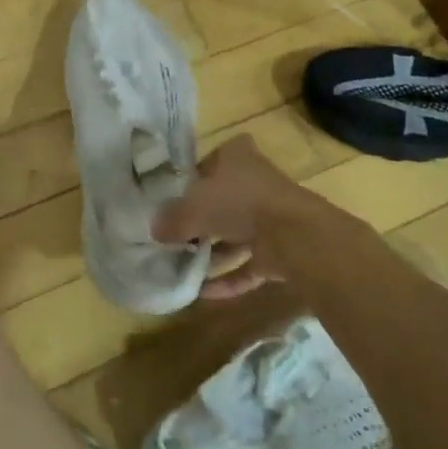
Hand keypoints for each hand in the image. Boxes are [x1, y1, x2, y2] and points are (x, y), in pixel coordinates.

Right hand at [153, 135, 316, 298]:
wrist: (293, 234)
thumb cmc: (237, 201)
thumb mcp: (192, 206)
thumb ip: (171, 218)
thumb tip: (154, 230)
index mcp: (237, 155)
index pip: (208, 163)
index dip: (190, 182)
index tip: (170, 202)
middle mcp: (255, 181)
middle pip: (221, 201)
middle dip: (200, 222)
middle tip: (173, 238)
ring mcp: (270, 216)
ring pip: (235, 234)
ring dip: (213, 253)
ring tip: (182, 268)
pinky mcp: (279, 248)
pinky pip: (248, 264)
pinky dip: (228, 279)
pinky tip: (202, 293)